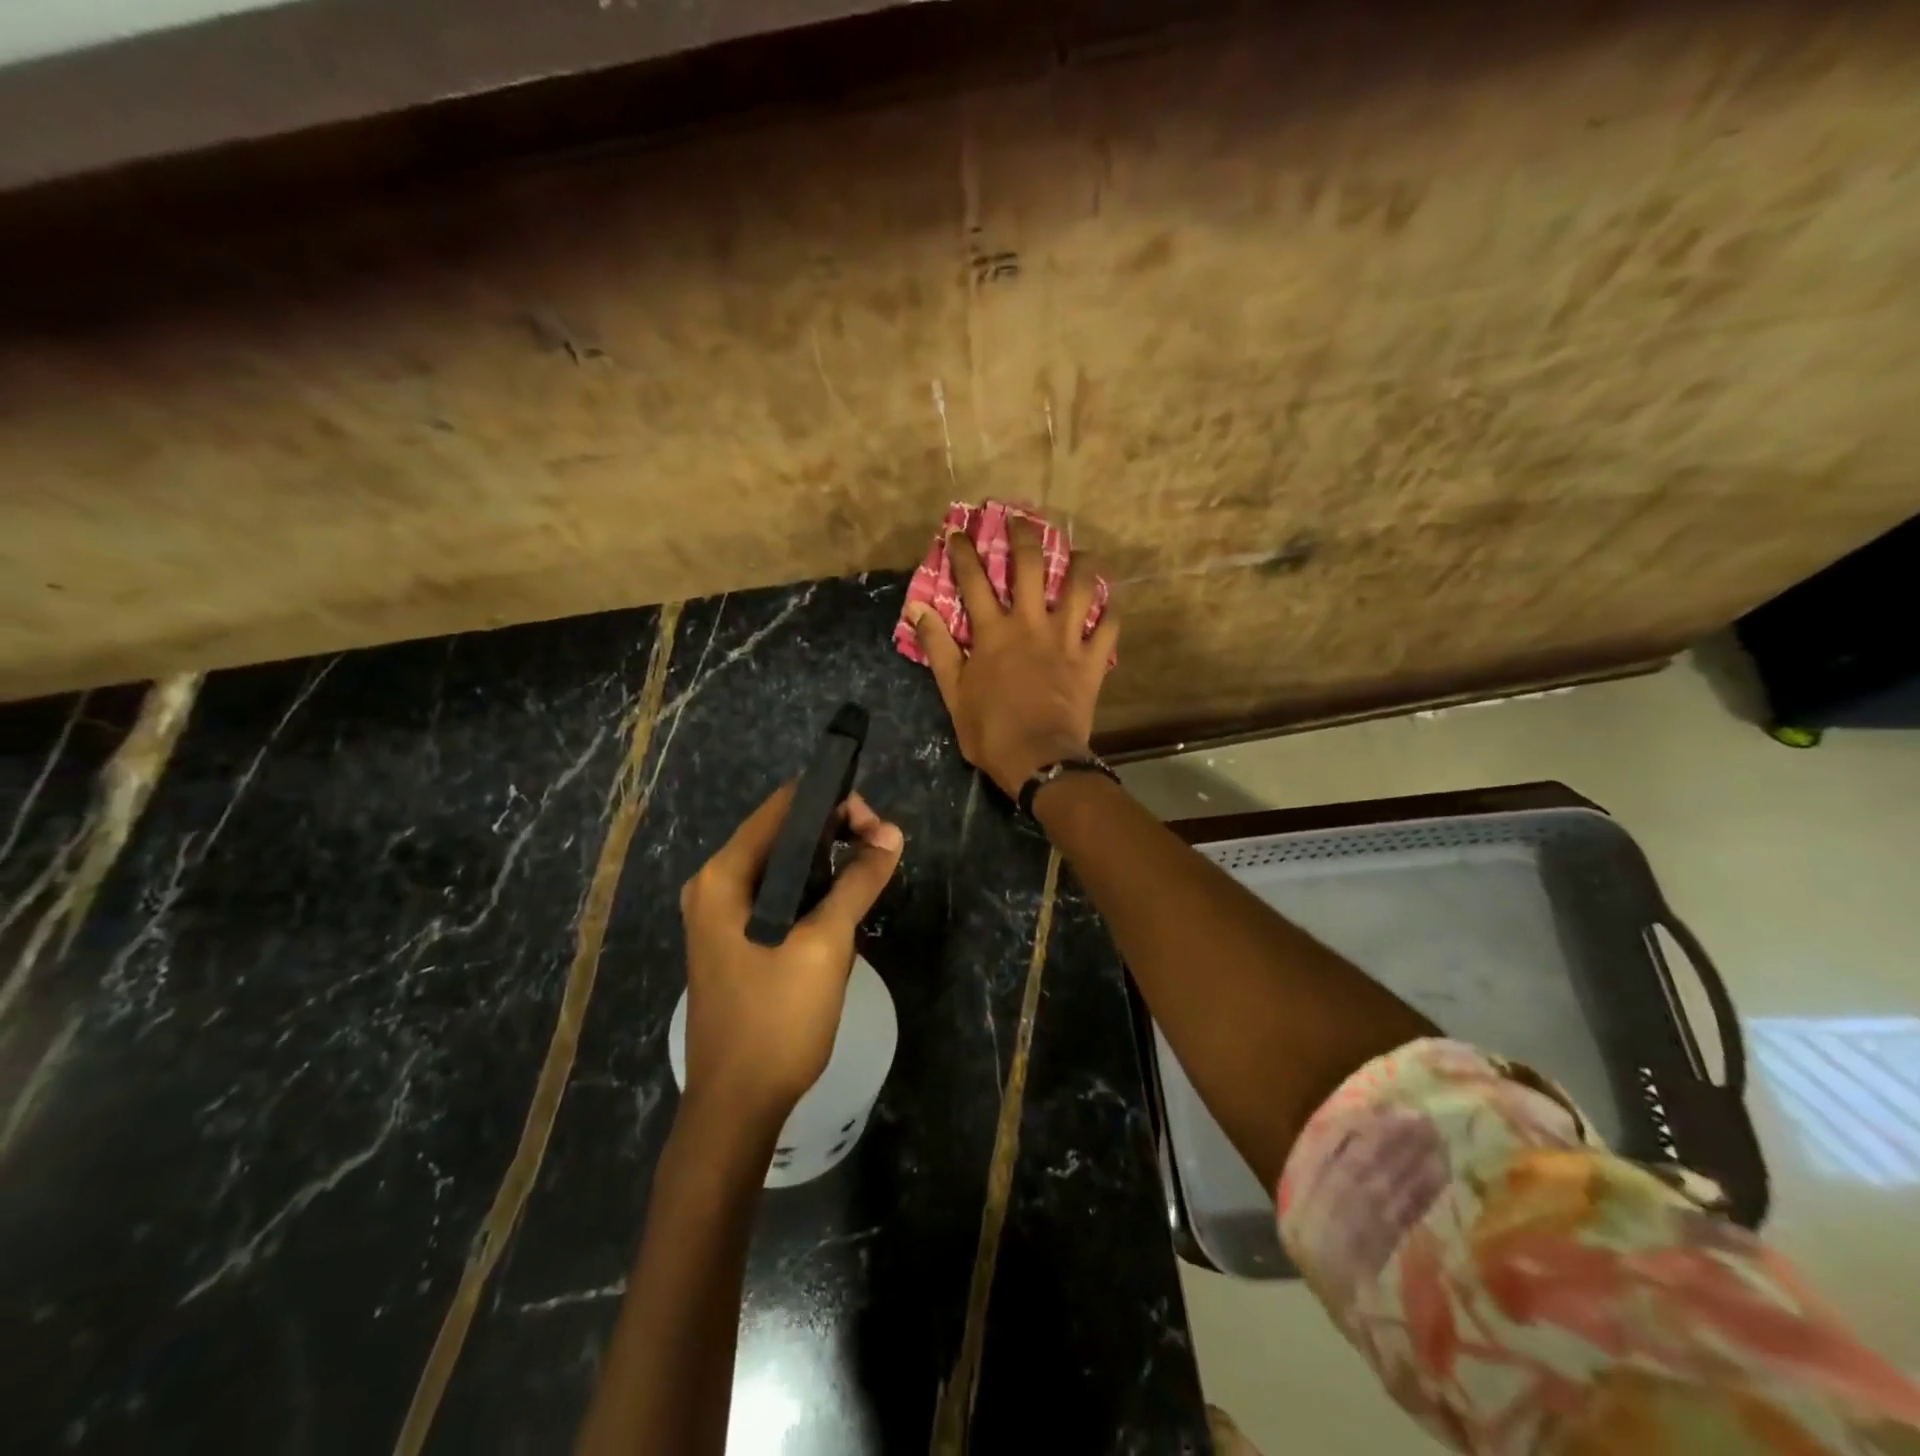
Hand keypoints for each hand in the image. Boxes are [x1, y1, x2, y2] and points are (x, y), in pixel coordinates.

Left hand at [679, 785, 903, 1123]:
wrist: (736, 1106)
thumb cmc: (777, 1019)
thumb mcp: (826, 944)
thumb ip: (858, 881)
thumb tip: (892, 834)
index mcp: (724, 875)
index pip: (783, 807)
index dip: (834, 803)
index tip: (877, 827)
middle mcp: (714, 885)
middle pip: (782, 833)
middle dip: (836, 833)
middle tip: (882, 852)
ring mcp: (719, 916)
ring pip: (783, 866)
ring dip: (827, 863)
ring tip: (870, 875)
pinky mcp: (733, 941)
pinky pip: (777, 896)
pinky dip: (811, 890)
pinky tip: (841, 906)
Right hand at [906, 518, 1119, 797]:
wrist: (1038, 758)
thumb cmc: (990, 730)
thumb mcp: (953, 693)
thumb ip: (938, 648)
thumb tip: (919, 610)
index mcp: (993, 632)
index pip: (974, 580)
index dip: (964, 551)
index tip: (958, 530)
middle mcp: (1031, 624)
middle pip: (1030, 566)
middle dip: (1024, 536)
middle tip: (1021, 518)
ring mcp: (1066, 639)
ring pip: (1080, 586)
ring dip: (1080, 563)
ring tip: (1079, 552)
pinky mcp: (1092, 659)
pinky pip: (1109, 626)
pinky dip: (1110, 611)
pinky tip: (1109, 600)